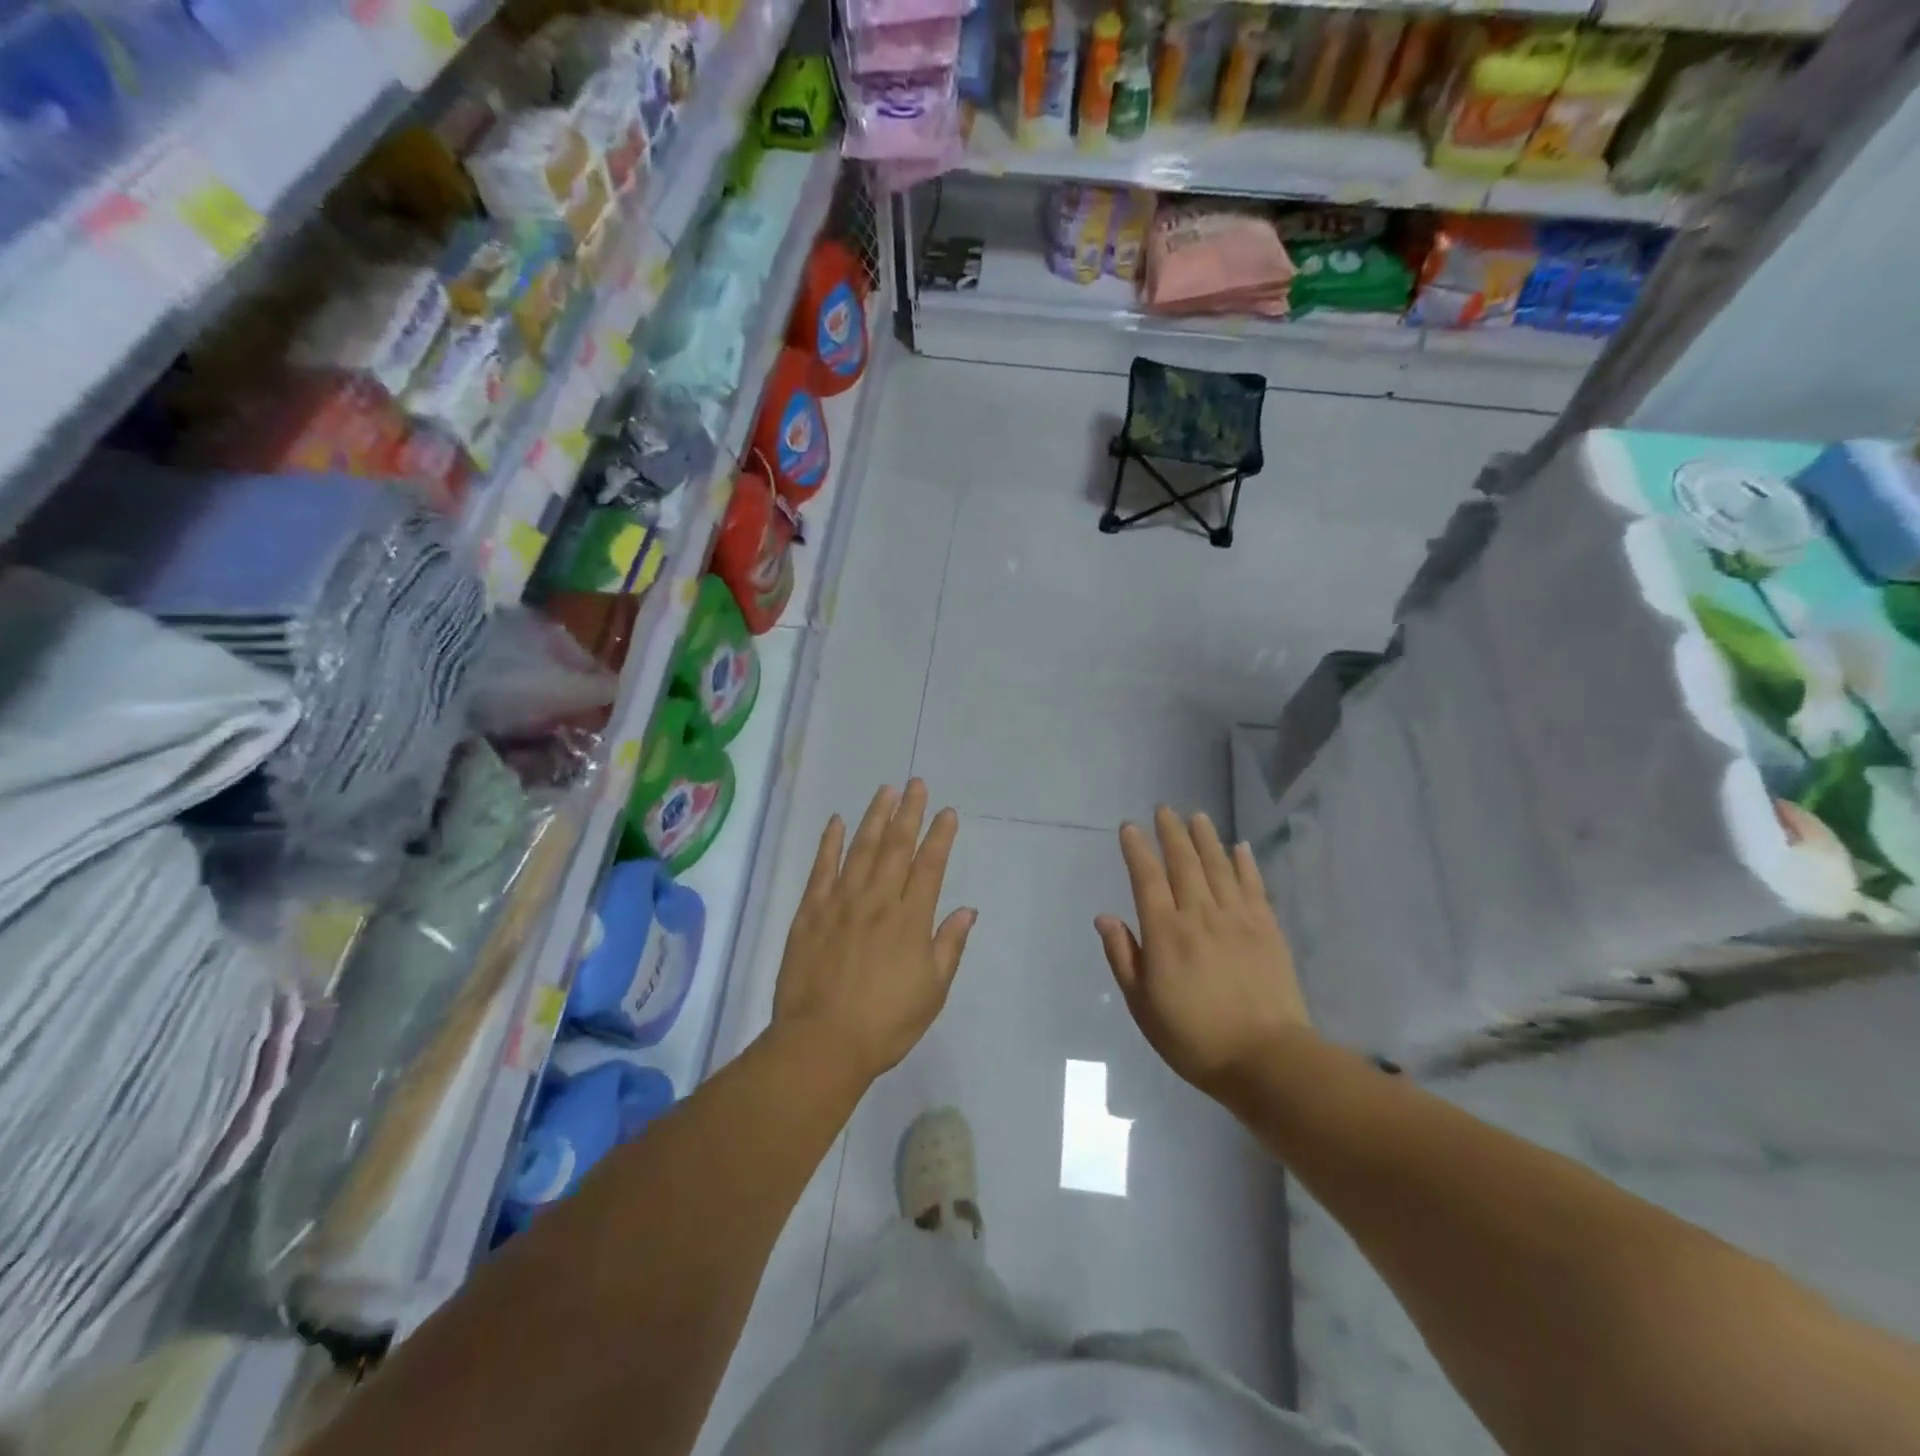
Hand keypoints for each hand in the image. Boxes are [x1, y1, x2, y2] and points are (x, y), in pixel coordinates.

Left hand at [772, 781, 976, 1086]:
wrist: (821, 1043)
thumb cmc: (885, 1023)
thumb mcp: (932, 992)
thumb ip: (949, 946)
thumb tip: (966, 910)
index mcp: (910, 920)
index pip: (929, 866)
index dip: (940, 836)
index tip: (946, 812)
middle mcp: (877, 901)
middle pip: (896, 847)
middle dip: (909, 812)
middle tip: (916, 784)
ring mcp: (840, 903)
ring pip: (861, 849)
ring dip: (875, 818)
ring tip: (886, 791)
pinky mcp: (810, 912)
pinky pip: (821, 869)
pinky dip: (829, 843)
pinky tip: (837, 822)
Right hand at [1096, 807, 1311, 1096]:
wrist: (1265, 1059)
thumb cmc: (1194, 1037)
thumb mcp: (1143, 1005)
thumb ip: (1123, 957)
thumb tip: (1104, 917)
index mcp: (1165, 933)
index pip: (1147, 878)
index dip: (1137, 849)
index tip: (1130, 827)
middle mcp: (1199, 915)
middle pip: (1183, 863)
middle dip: (1171, 833)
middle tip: (1164, 809)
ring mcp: (1237, 919)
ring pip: (1218, 867)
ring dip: (1205, 838)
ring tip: (1197, 816)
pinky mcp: (1267, 929)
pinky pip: (1253, 886)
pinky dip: (1245, 863)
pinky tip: (1240, 847)